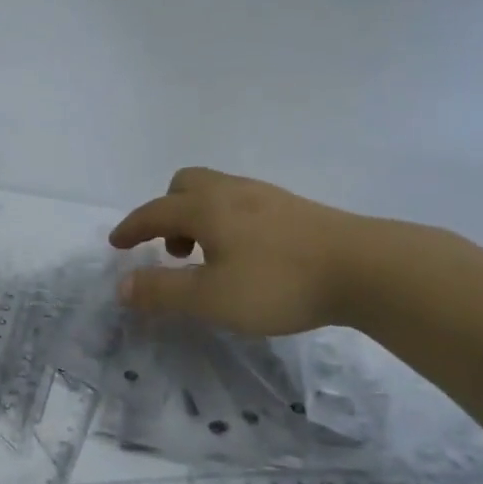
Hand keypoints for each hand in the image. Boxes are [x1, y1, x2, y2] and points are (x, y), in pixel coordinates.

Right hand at [107, 167, 372, 335]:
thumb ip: (163, 292)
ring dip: (198, 218)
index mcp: (204, 208)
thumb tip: (121, 286)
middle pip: (184, 185)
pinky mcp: (293, 208)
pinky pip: (242, 203)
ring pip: (216, 192)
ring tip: (209, 258)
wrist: (366, 268)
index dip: (131, 228)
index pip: (154, 212)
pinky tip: (247, 254)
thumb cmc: (279, 282)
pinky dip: (227, 221)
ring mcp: (265, 196)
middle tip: (172, 249)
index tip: (116, 243)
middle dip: (167, 212)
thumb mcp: (212, 298)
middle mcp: (230, 192)